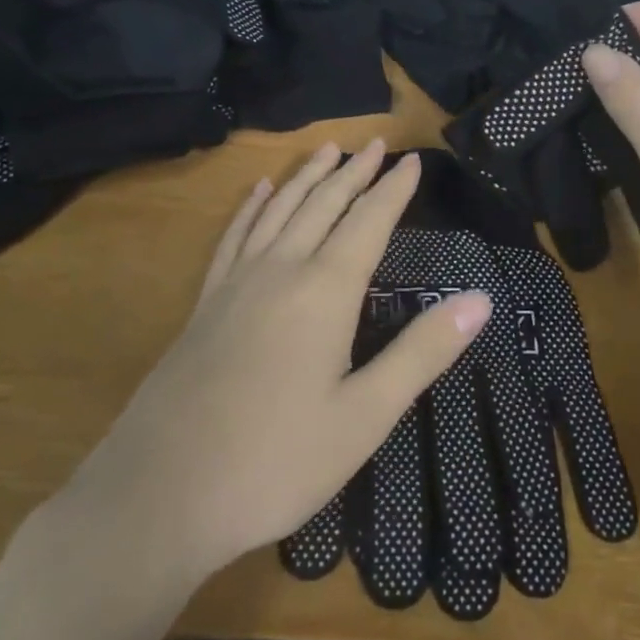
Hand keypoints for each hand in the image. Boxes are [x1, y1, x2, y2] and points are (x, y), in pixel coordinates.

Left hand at [43, 141, 491, 591]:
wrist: (158, 495)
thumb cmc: (275, 462)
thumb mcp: (364, 417)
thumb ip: (423, 353)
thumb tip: (481, 299)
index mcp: (325, 291)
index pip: (369, 221)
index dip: (394, 189)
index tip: (412, 160)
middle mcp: (281, 270)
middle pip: (324, 204)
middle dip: (354, 172)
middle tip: (376, 143)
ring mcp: (237, 282)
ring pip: (280, 210)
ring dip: (308, 177)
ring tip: (327, 150)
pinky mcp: (206, 302)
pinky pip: (235, 235)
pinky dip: (253, 207)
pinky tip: (260, 191)